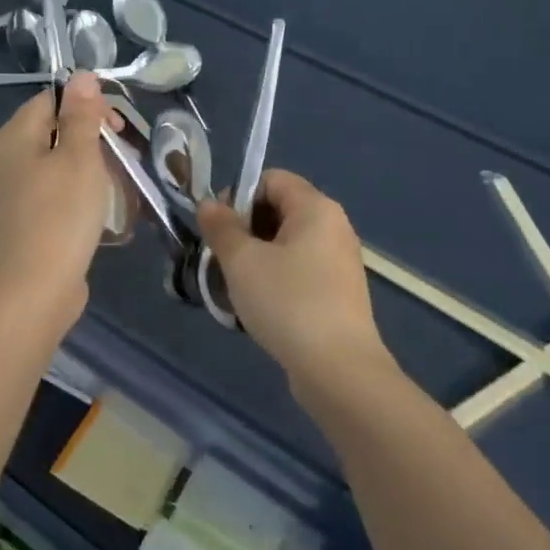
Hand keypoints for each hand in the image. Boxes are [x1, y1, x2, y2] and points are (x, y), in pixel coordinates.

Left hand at [0, 73, 117, 319]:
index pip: (50, 100)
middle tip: (122, 157)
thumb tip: (81, 76)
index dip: (86, 106)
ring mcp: (6, 192)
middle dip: (90, 137)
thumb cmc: (61, 215)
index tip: (117, 127)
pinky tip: (94, 209)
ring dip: (86, 166)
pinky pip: (48, 191)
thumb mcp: (80, 157)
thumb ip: (81, 115)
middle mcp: (2, 159)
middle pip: (50, 131)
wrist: (34, 290)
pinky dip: (73, 191)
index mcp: (12, 137)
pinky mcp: (17, 220)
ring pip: (52, 163)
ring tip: (115, 184)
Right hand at [196, 170, 393, 390]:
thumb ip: (222, 227)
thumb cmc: (288, 303)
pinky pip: (300, 270)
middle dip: (244, 230)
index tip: (218, 229)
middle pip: (279, 210)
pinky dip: (276, 279)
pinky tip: (259, 307)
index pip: (271, 179)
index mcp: (316, 207)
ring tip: (235, 287)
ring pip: (287, 244)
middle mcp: (334, 226)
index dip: (238, 196)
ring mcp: (340, 261)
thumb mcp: (242, 261)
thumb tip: (209, 204)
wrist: (339, 370)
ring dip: (256, 258)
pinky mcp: (339, 292)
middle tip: (221, 260)